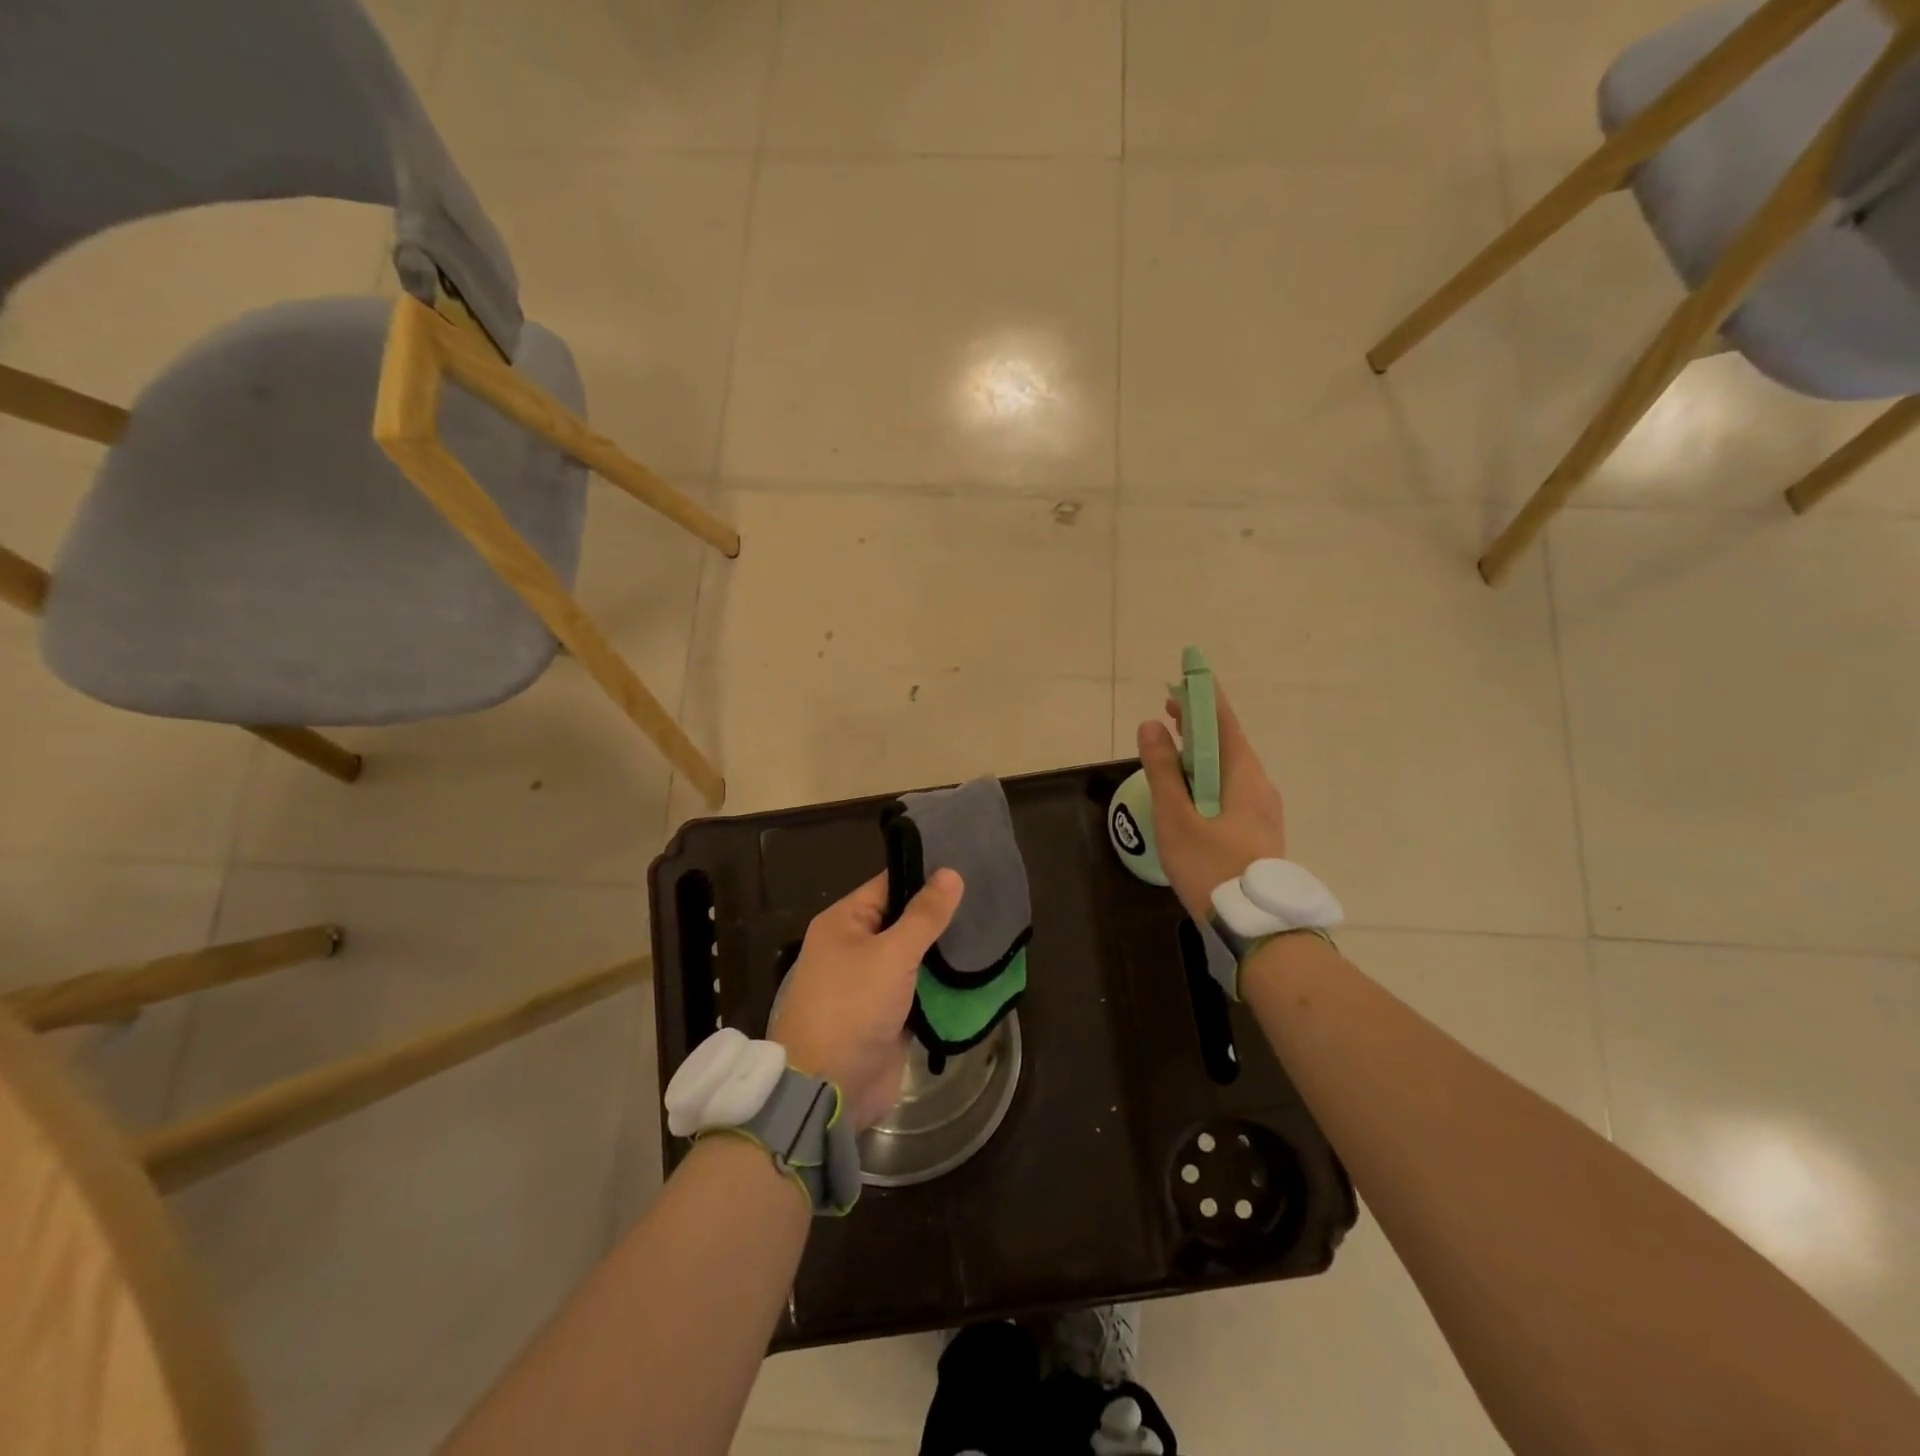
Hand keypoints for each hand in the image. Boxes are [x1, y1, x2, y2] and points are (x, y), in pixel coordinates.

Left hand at [769, 869, 963, 1132]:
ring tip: (991, 931)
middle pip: (903, 921)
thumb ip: (924, 916)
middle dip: (940, 916)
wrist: (828, 1090)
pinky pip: (918, 990)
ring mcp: (871, 984)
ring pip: (914, 957)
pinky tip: (976, 972)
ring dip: (944, 952)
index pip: (889, 885)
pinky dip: (941, 984)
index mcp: (844, 923)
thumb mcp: (892, 955)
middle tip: (988, 900)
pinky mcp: (887, 1015)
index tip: (967, 866)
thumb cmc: (853, 1008)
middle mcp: (854, 947)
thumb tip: (951, 872)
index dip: (925, 876)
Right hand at [1137, 682, 1286, 923]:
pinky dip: (1208, 779)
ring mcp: (1263, 811)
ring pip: (1230, 770)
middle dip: (1199, 726)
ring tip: (1172, 750)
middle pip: (1228, 745)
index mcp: (1245, 777)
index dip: (1203, 699)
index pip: (1224, 724)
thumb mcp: (1177, 818)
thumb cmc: (1211, 867)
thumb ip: (1163, 771)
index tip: (1183, 679)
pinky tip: (1189, 793)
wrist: (1256, 927)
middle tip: (1167, 713)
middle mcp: (1260, 787)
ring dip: (1202, 754)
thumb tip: (1151, 726)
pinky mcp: (1257, 832)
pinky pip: (1231, 791)